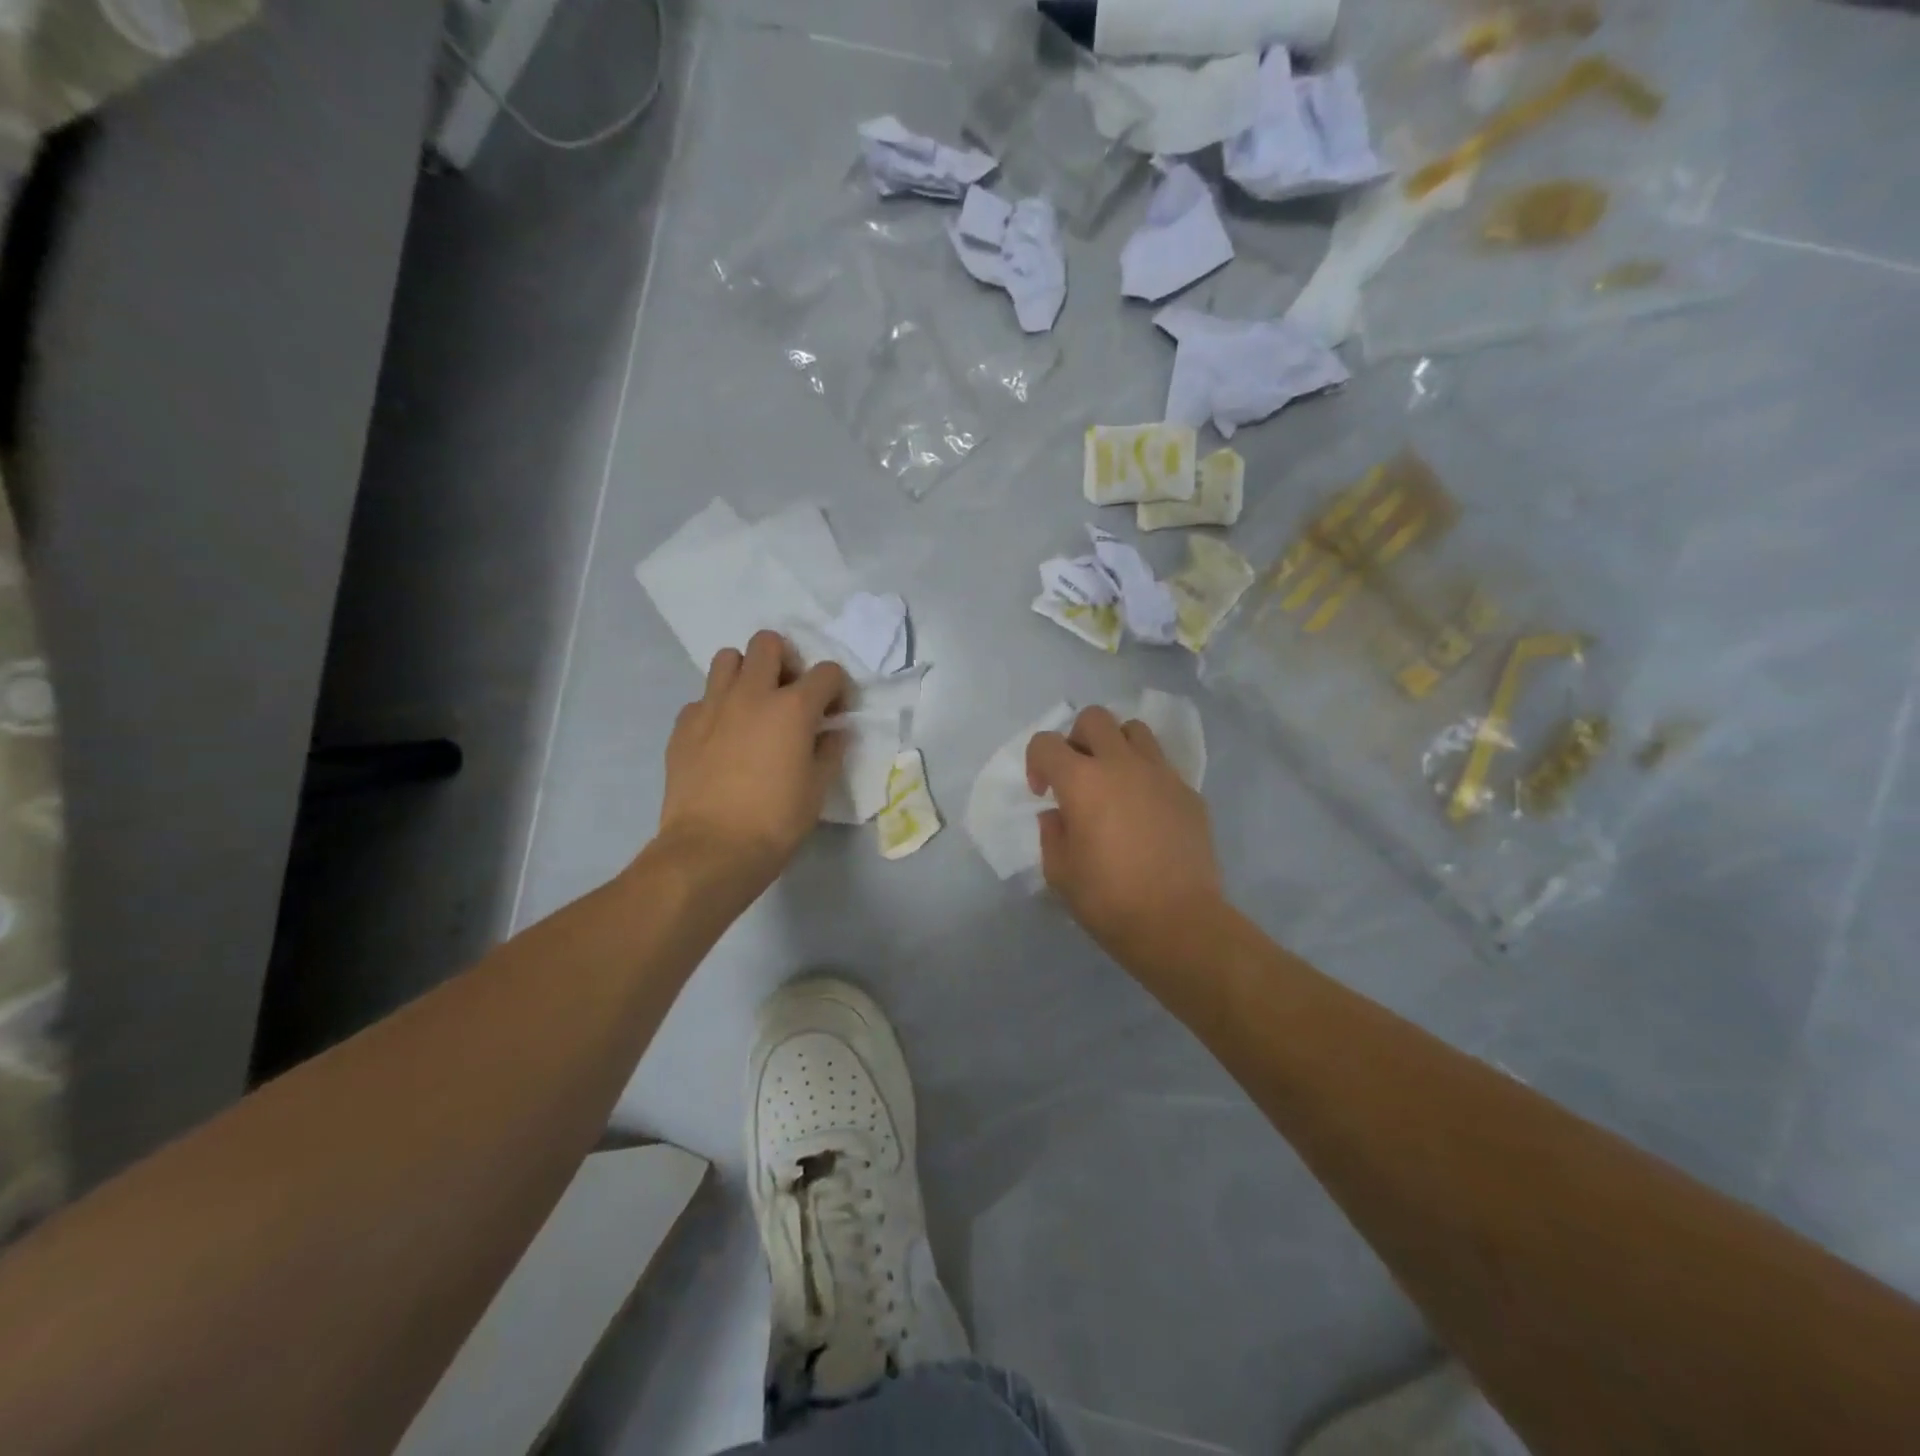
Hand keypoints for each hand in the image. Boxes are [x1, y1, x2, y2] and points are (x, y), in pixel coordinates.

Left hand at [655, 631, 848, 898]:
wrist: (711, 849)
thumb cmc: (776, 820)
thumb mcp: (817, 788)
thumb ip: (830, 751)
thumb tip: (833, 732)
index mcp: (793, 707)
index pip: (827, 672)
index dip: (837, 688)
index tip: (835, 712)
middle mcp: (752, 694)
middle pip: (768, 643)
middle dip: (786, 661)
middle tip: (790, 694)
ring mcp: (712, 706)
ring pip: (728, 658)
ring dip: (746, 673)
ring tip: (753, 706)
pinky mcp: (683, 725)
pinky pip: (702, 698)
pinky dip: (717, 708)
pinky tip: (722, 738)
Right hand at [1026, 706, 1225, 975]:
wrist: (1178, 922)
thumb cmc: (1109, 900)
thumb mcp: (1059, 872)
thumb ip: (1052, 833)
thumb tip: (1059, 814)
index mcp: (1082, 781)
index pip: (1046, 743)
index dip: (1036, 762)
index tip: (1044, 793)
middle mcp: (1121, 764)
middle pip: (1094, 718)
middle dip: (1077, 739)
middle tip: (1078, 775)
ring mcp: (1161, 774)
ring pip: (1134, 730)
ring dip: (1116, 746)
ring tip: (1114, 780)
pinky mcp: (1188, 792)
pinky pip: (1162, 765)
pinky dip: (1146, 776)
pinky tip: (1145, 811)